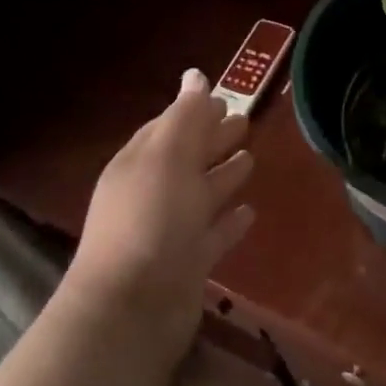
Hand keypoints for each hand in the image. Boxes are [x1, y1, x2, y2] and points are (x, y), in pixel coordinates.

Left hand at [64, 69, 255, 368]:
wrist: (133, 310)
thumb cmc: (151, 220)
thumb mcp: (168, 157)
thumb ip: (185, 116)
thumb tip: (196, 75)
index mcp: (140, 163)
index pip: (169, 127)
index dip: (195, 112)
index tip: (226, 97)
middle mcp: (152, 193)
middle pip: (187, 158)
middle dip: (213, 139)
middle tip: (246, 122)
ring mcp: (170, 231)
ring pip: (202, 194)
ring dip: (224, 177)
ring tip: (252, 160)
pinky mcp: (188, 264)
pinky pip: (213, 234)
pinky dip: (230, 221)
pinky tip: (250, 212)